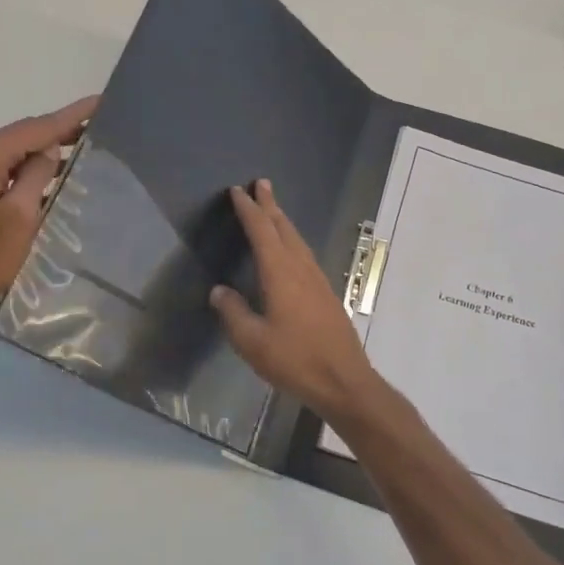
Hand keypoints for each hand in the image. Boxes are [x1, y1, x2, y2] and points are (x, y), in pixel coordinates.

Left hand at [0, 96, 97, 328]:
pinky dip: (22, 165)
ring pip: (7, 150)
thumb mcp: (20, 218)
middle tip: (95, 125)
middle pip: (19, 134)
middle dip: (56, 129)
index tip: (99, 102)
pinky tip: (45, 171)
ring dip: (40, 149)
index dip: (70, 116)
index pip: (34, 128)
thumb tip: (48, 150)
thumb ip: (37, 175)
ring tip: (78, 147)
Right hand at [210, 180, 386, 424]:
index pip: (261, 231)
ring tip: (272, 209)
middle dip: (270, 205)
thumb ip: (233, 313)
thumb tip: (219, 291)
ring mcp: (317, 280)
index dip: (248, 209)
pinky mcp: (326, 294)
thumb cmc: (295, 360)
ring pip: (297, 240)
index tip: (237, 191)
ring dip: (283, 221)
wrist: (344, 380)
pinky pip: (305, 255)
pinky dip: (293, 241)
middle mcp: (301, 268)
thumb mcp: (252, 342)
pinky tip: (291, 251)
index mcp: (280, 273)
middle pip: (284, 228)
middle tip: (260, 184)